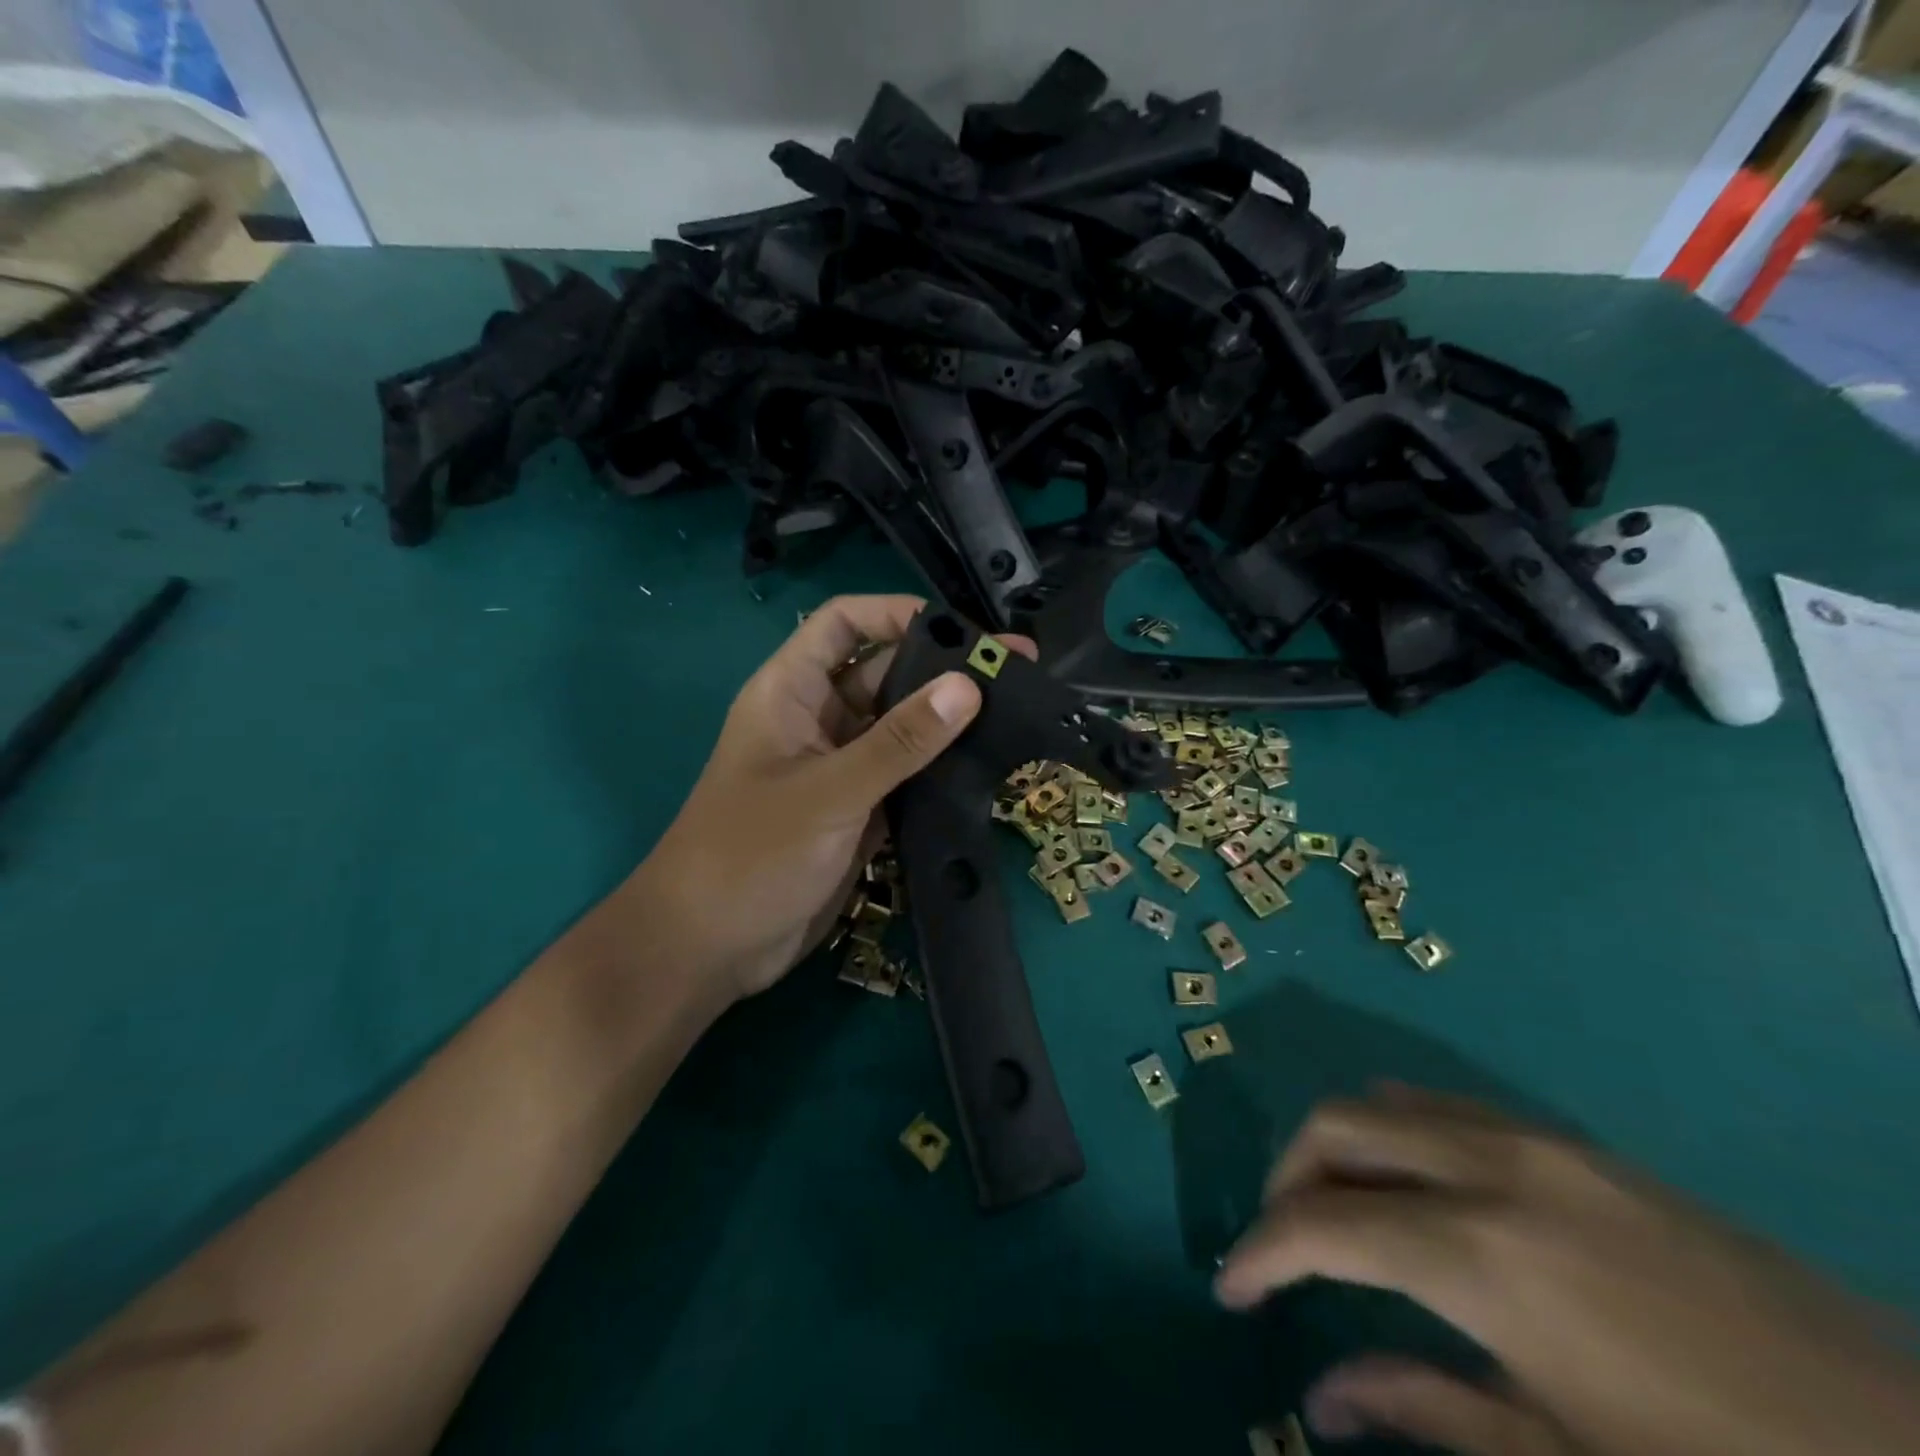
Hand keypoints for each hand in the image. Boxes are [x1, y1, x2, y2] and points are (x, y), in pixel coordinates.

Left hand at [625, 595, 1023, 1002]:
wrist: (712, 947)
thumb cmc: (751, 854)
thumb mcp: (830, 791)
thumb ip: (900, 741)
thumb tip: (968, 686)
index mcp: (791, 692)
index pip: (843, 624)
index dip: (895, 613)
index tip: (960, 630)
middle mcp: (818, 720)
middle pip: (884, 674)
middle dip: (943, 670)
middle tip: (1015, 669)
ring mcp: (841, 768)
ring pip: (901, 728)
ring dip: (948, 721)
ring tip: (1017, 711)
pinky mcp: (860, 810)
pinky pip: (906, 775)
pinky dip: (941, 769)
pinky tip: (990, 765)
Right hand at [1216, 1085, 1919, 1455]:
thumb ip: (1427, 1407)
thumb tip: (1321, 1394)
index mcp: (1480, 1254)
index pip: (1321, 1226)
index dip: (1261, 1253)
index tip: (1231, 1287)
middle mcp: (1487, 1166)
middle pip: (1337, 1127)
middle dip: (1287, 1179)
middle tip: (1282, 1247)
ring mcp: (1535, 1140)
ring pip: (1385, 1101)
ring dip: (1339, 1148)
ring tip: (1337, 1213)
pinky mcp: (1573, 1141)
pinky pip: (1444, 1107)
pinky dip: (1397, 1134)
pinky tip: (1416, 1191)